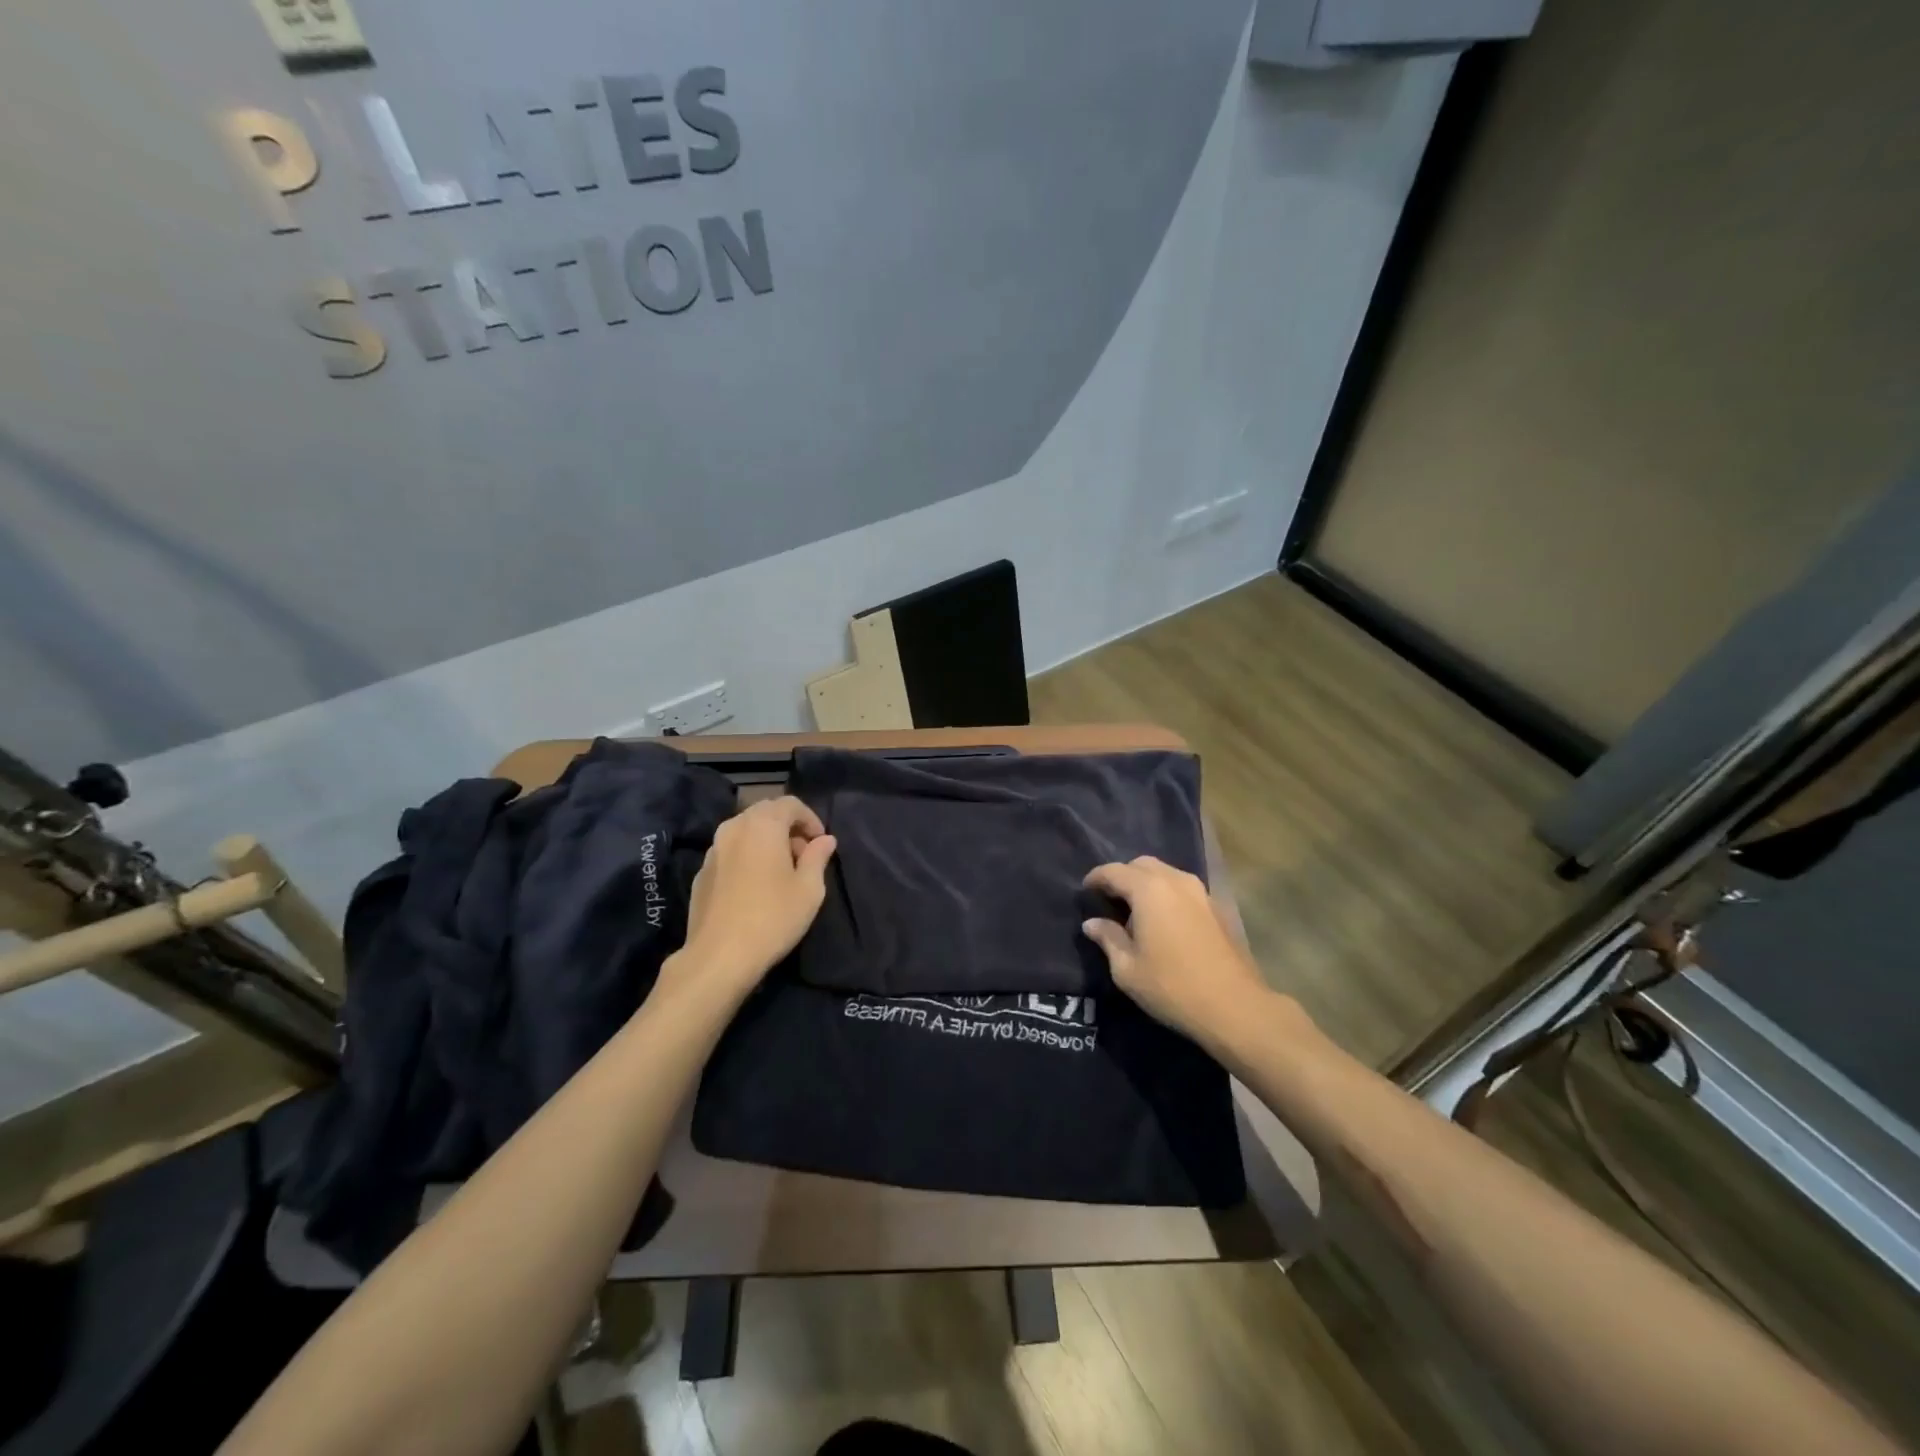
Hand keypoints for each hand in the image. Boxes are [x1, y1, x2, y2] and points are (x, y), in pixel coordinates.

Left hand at [672, 796, 836, 996]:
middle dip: (787, 827)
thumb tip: (825, 840)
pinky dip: (747, 856)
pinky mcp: (701, 873)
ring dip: (766, 841)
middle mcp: (734, 828)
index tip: (821, 843)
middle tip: (803, 855)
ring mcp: (713, 850)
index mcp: (763, 825)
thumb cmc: (773, 917)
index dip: (810, 818)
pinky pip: (730, 852)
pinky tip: (755, 886)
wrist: (719, 956)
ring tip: (780, 871)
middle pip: (765, 813)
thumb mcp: (809, 889)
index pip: (790, 804)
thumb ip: (818, 857)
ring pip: (745, 831)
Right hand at [1081, 856, 1279, 1048]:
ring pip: (1166, 874)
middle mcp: (1176, 881)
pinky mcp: (1217, 908)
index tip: (1085, 890)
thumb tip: (1092, 923)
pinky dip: (1167, 895)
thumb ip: (1108, 939)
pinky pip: (1183, 889)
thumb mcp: (1127, 969)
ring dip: (1147, 884)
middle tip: (1110, 900)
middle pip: (1142, 865)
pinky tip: (1163, 922)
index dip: (1095, 878)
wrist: (1234, 1006)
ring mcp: (1201, 892)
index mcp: (1149, 890)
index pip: (1114, 871)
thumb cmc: (1172, 986)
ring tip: (1136, 911)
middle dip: (1122, 876)